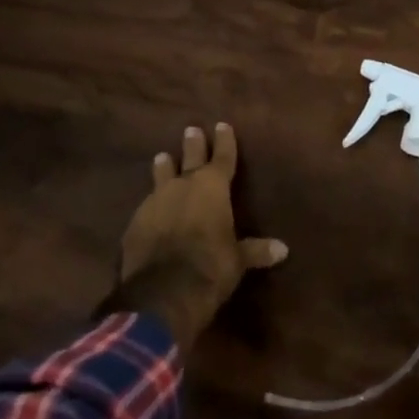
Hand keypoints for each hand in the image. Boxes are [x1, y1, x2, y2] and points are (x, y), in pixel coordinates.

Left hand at [114, 123, 287, 345]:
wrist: (162, 294)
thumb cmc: (211, 267)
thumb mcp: (238, 260)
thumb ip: (256, 250)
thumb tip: (283, 250)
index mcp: (213, 188)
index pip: (222, 157)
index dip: (224, 141)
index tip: (222, 125)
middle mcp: (183, 187)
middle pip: (190, 158)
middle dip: (193, 144)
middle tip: (191, 129)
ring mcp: (155, 203)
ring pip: (161, 176)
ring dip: (164, 167)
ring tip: (162, 156)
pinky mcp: (134, 223)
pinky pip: (146, 205)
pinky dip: (152, 202)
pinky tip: (150, 206)